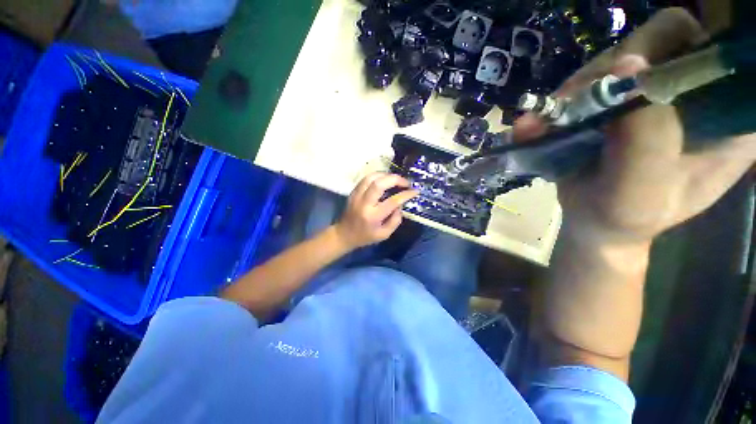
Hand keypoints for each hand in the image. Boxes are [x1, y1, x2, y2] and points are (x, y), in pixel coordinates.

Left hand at [334, 172, 418, 249]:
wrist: (344, 234)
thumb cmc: (365, 236)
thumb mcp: (384, 235)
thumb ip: (395, 220)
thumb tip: (400, 205)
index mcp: (373, 216)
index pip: (392, 201)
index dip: (406, 194)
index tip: (415, 191)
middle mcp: (364, 203)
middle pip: (379, 183)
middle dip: (396, 179)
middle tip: (405, 182)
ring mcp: (357, 195)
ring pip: (371, 177)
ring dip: (386, 175)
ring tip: (395, 180)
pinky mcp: (353, 192)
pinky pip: (366, 179)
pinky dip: (378, 176)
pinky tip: (384, 180)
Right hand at [515, 8, 754, 247]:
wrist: (597, 223)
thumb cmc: (626, 217)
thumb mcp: (641, 190)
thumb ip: (646, 137)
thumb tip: (627, 63)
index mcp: (728, 118)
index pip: (711, 53)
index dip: (672, 53)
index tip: (628, 85)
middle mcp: (698, 95)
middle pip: (659, 45)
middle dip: (611, 71)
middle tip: (573, 107)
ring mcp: (655, 94)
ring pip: (618, 60)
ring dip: (577, 89)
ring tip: (546, 124)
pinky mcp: (621, 100)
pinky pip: (593, 81)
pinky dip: (562, 99)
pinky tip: (540, 123)